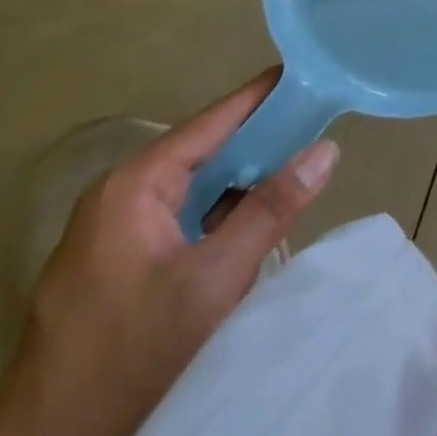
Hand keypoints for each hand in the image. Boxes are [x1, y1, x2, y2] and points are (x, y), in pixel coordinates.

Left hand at [0, 70, 338, 435]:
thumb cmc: (129, 360)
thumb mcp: (212, 282)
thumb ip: (271, 209)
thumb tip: (326, 148)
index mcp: (132, 186)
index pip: (213, 120)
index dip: (266, 97)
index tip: (314, 75)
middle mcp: (116, 200)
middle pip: (204, 153)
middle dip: (261, 143)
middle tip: (321, 127)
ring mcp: (109, 240)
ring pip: (192, 192)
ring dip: (241, 185)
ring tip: (298, 170)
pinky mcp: (111, 275)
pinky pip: (177, 223)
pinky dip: (217, 218)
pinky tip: (252, 225)